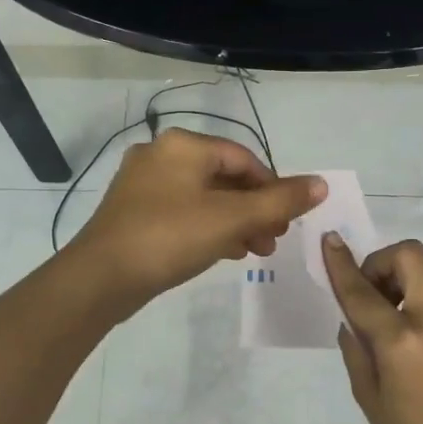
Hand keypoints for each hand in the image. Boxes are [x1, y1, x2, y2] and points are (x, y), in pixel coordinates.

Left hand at [70, 128, 325, 314]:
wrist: (101, 278)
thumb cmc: (170, 237)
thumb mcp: (232, 219)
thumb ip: (279, 202)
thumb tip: (321, 184)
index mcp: (183, 145)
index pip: (244, 158)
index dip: (273, 188)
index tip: (288, 220)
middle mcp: (161, 155)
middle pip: (224, 177)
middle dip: (255, 209)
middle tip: (275, 239)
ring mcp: (143, 184)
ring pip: (204, 197)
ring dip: (236, 222)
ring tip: (257, 251)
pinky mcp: (134, 212)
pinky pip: (183, 212)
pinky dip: (209, 228)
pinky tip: (226, 252)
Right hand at [324, 234, 422, 423]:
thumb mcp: (370, 400)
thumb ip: (357, 352)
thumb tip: (352, 321)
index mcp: (401, 341)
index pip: (363, 291)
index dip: (341, 263)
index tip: (329, 240)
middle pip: (411, 256)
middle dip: (383, 262)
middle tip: (372, 293)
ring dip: (406, 274)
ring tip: (392, 310)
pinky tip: (413, 329)